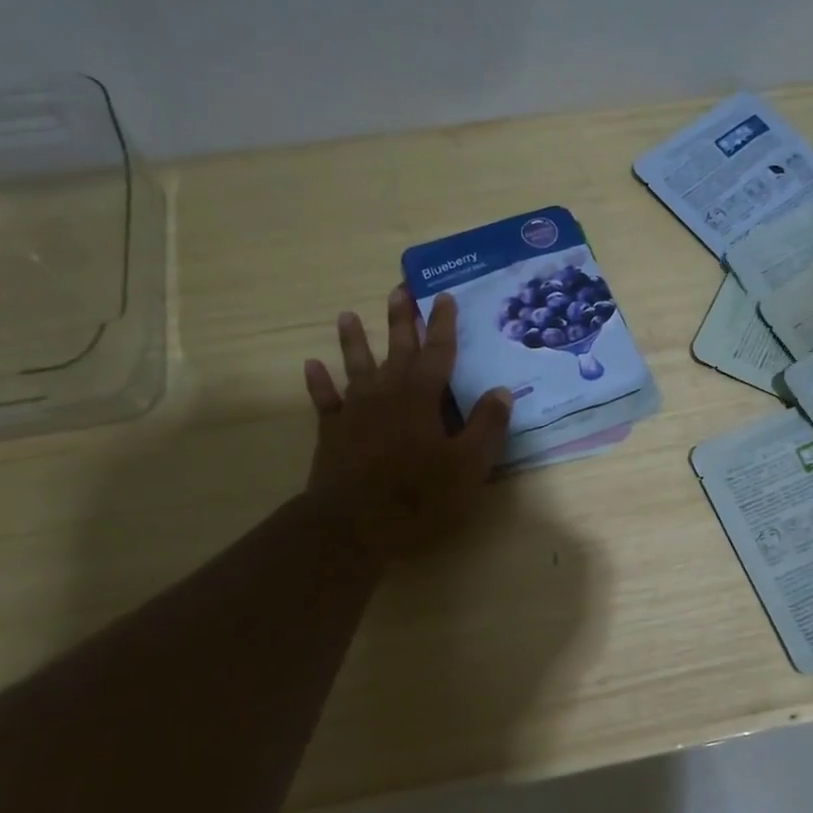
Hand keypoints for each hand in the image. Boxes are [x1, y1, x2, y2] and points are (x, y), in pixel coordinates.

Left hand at [303, 288, 510, 558]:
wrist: (355, 523)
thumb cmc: (419, 494)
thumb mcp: (468, 464)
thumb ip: (486, 425)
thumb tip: (501, 391)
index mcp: (422, 396)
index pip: (438, 352)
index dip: (443, 324)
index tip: (444, 296)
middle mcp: (387, 393)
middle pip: (396, 349)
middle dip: (401, 320)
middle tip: (399, 290)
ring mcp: (355, 410)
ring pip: (356, 366)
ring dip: (354, 340)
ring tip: (347, 315)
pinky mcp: (333, 431)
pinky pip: (324, 399)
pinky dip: (319, 382)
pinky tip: (312, 365)